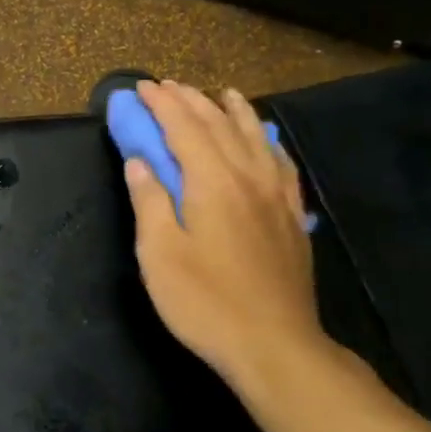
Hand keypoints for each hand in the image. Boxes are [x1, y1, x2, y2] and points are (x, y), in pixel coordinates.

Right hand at [124, 80, 331, 398]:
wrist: (274, 344)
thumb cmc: (205, 302)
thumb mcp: (160, 254)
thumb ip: (150, 202)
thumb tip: (139, 162)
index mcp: (213, 183)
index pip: (184, 129)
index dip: (162, 105)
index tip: (142, 88)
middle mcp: (248, 178)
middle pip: (219, 126)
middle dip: (192, 101)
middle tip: (169, 86)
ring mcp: (276, 196)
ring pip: (255, 138)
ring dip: (234, 111)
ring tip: (222, 93)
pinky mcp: (291, 217)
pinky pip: (281, 164)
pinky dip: (268, 141)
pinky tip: (265, 139)